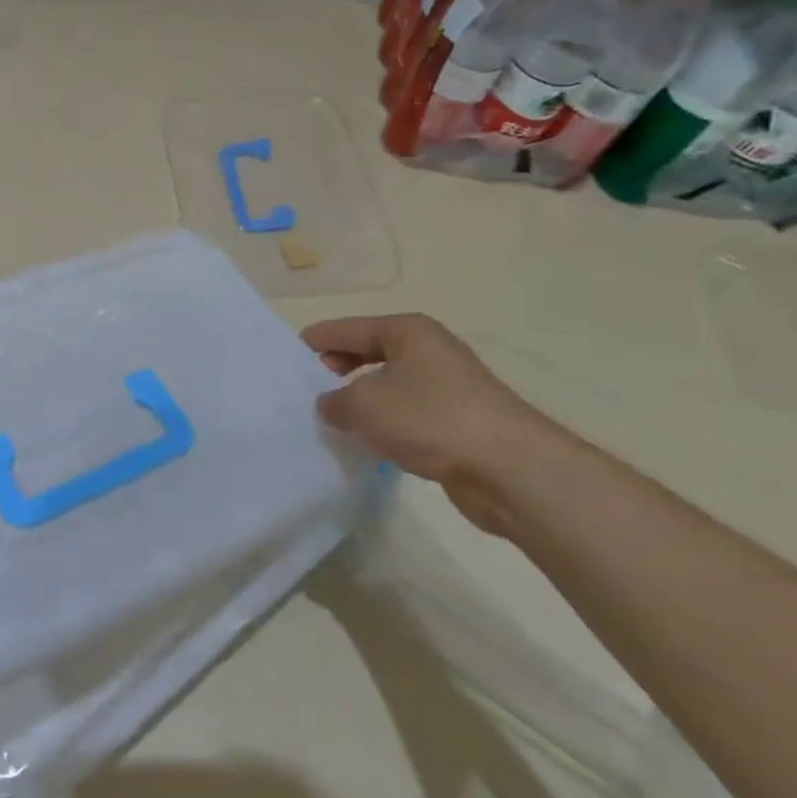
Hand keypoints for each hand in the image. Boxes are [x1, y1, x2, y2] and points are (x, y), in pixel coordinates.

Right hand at [302, 314, 549, 536]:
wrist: (510, 469)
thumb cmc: (431, 419)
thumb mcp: (365, 405)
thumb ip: (334, 401)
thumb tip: (330, 405)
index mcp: (406, 331)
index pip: (346, 328)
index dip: (315, 341)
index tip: (286, 358)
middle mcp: (428, 350)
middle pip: (368, 352)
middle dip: (336, 370)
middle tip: (305, 391)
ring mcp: (447, 386)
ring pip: (388, 385)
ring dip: (361, 401)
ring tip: (330, 420)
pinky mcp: (457, 421)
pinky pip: (406, 414)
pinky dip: (384, 424)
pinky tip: (367, 442)